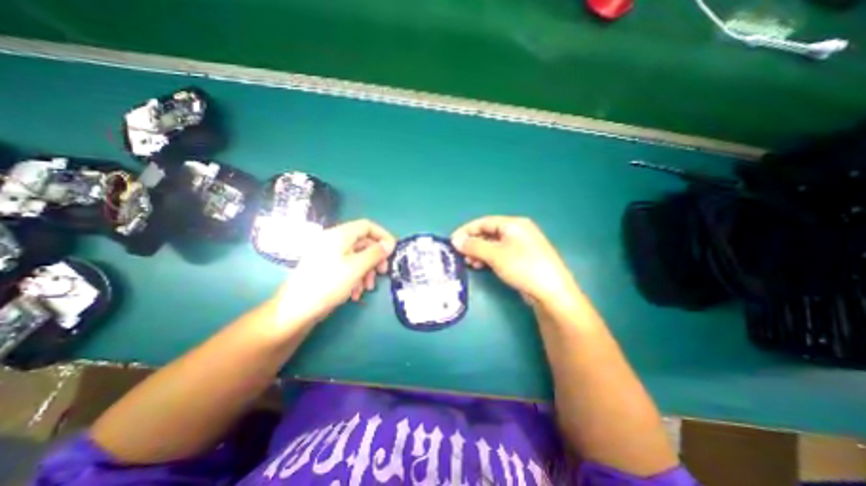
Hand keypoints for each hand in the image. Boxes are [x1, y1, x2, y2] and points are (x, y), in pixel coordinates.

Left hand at [269, 219, 396, 325]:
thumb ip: (375, 253)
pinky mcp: (328, 268)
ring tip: (368, 287)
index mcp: (340, 235)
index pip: (367, 226)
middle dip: (376, 258)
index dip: (383, 235)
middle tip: (383, 272)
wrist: (296, 310)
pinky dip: (356, 277)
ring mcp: (330, 255)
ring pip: (358, 257)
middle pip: (363, 242)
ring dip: (367, 271)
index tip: (393, 250)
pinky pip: (348, 267)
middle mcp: (335, 241)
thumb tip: (390, 243)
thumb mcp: (356, 267)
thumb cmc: (328, 284)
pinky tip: (356, 293)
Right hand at [449, 216, 576, 307]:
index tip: (452, 241)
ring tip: (469, 263)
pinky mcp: (522, 259)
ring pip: (493, 245)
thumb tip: (456, 240)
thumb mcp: (495, 255)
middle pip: (488, 233)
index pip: (484, 222)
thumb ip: (474, 246)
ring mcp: (521, 246)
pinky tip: (481, 266)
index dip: (466, 230)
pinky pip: (500, 254)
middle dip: (472, 243)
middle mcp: (518, 231)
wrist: (551, 292)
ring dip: (479, 252)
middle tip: (460, 254)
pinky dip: (488, 258)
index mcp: (513, 224)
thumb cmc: (523, 267)